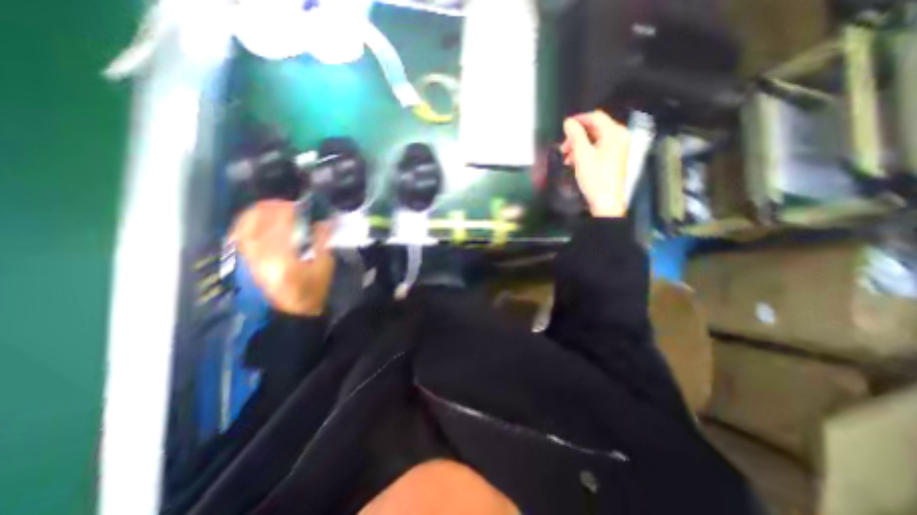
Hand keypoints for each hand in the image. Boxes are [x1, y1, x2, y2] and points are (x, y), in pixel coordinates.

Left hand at [232, 199, 335, 313]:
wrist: (286, 314)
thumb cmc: (310, 292)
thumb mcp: (324, 267)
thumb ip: (323, 241)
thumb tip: (325, 221)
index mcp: (281, 254)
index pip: (283, 219)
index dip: (296, 208)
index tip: (308, 207)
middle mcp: (257, 251)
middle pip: (259, 215)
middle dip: (278, 206)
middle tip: (294, 208)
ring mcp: (244, 254)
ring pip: (246, 221)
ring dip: (263, 212)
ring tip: (280, 213)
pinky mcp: (240, 259)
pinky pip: (240, 232)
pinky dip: (251, 223)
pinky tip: (264, 224)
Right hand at [559, 109, 631, 215]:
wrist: (605, 201)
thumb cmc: (597, 180)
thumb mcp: (582, 155)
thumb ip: (575, 136)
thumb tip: (569, 123)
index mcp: (614, 134)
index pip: (595, 117)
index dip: (578, 120)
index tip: (566, 126)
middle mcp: (618, 138)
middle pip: (594, 129)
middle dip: (576, 137)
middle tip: (564, 146)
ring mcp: (616, 149)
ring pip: (593, 140)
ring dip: (578, 146)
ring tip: (567, 157)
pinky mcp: (611, 159)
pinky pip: (596, 149)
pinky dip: (584, 153)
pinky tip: (574, 162)